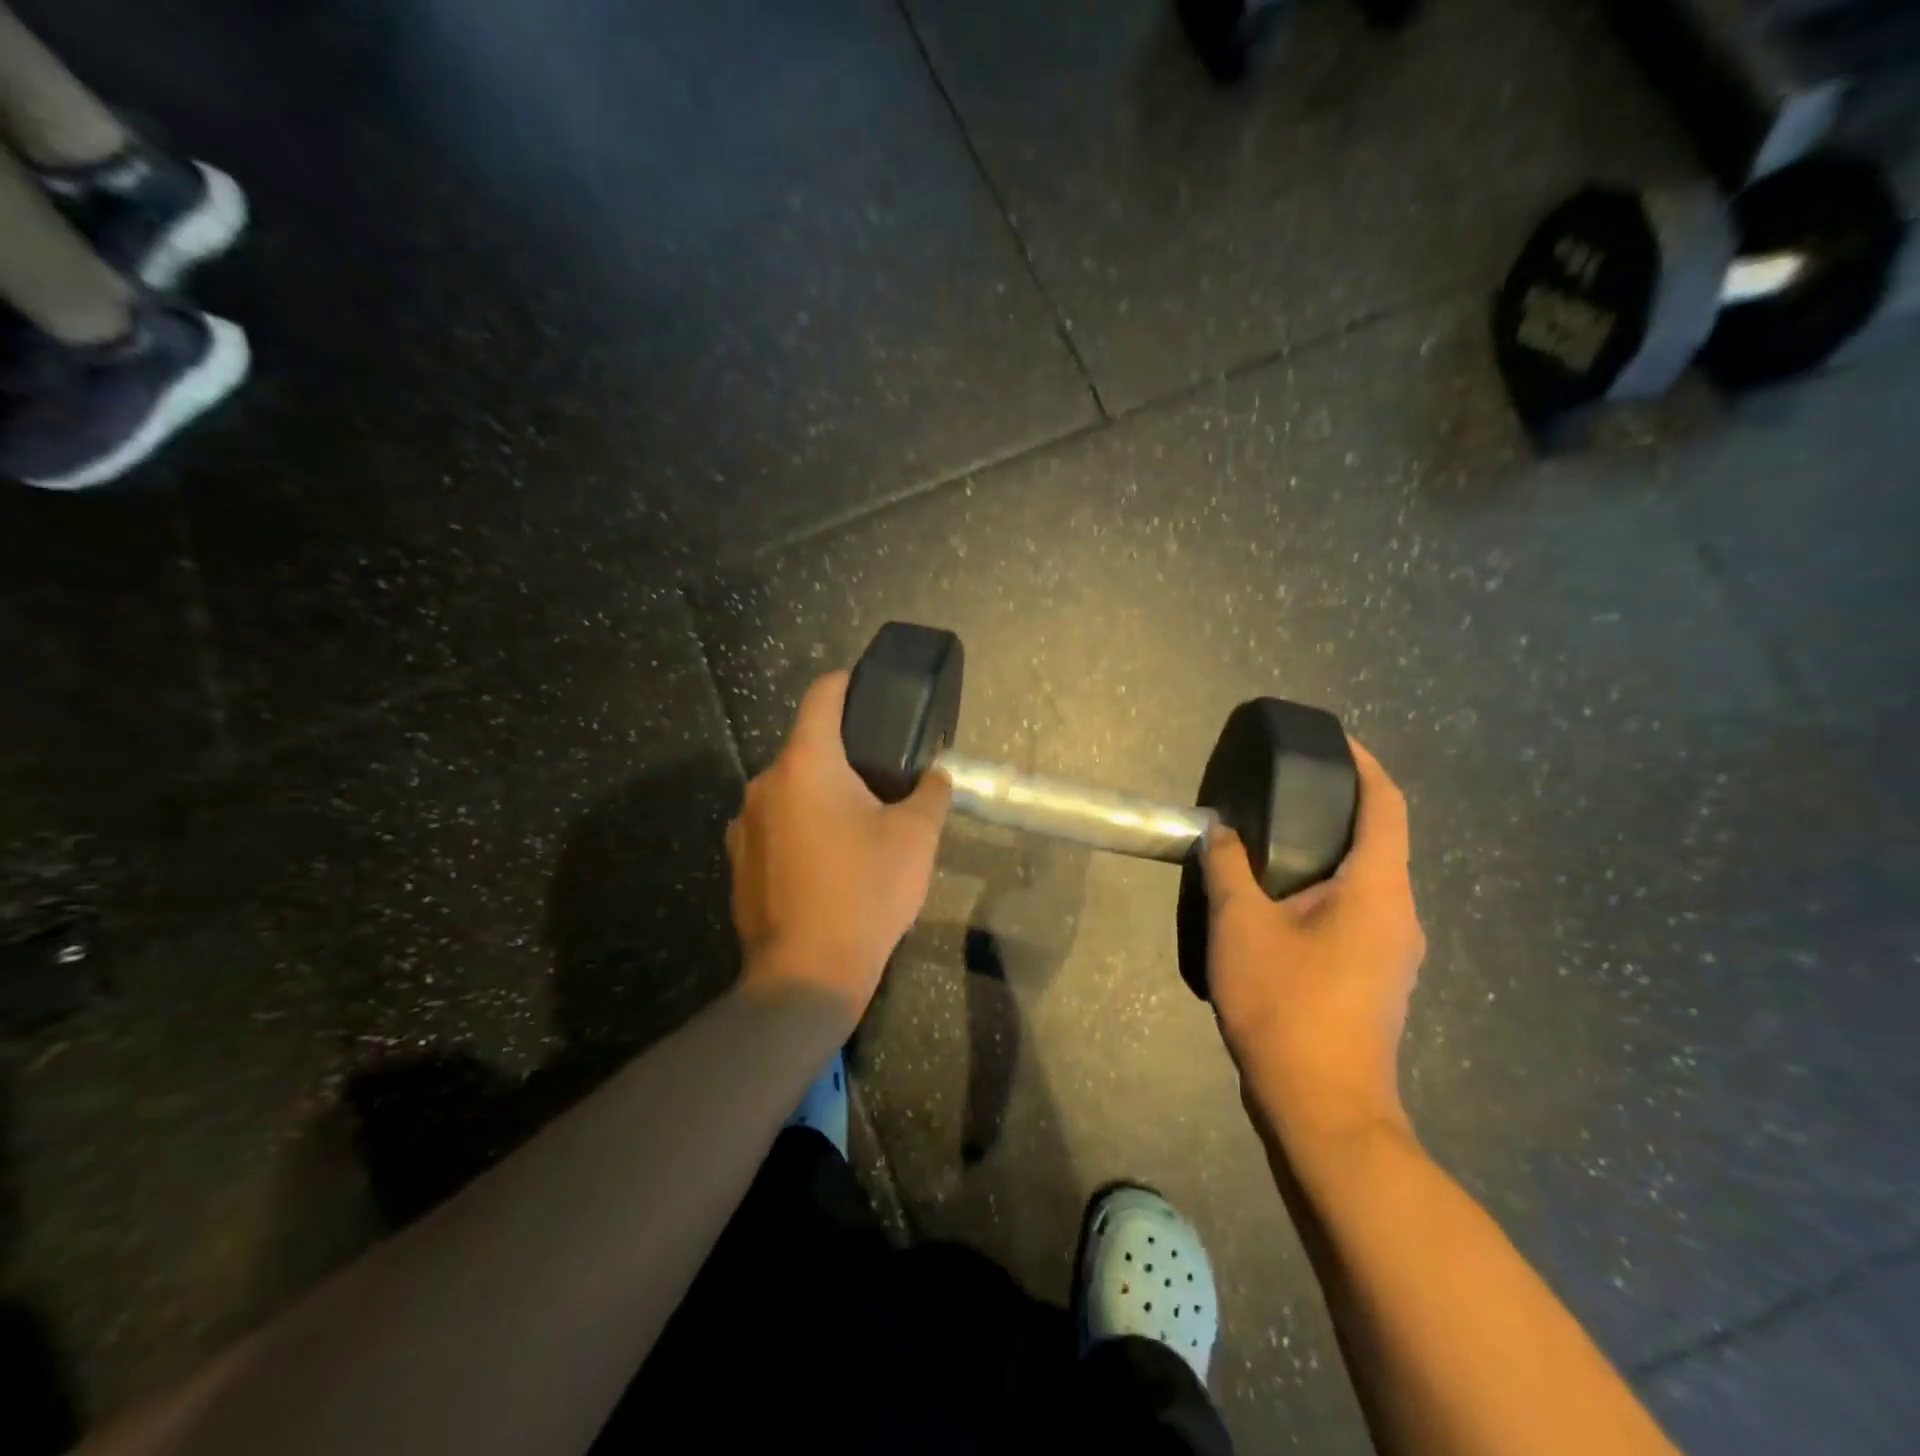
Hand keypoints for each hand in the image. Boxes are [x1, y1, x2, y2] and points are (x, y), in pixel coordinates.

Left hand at [728, 670, 951, 1025]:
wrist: (807, 974)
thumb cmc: (865, 892)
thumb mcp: (916, 838)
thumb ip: (930, 793)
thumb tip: (935, 774)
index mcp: (806, 764)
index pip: (822, 696)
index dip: (847, 683)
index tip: (870, 689)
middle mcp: (765, 783)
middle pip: (807, 747)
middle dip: (844, 754)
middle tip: (883, 776)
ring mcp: (744, 824)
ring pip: (790, 789)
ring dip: (821, 795)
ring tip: (858, 824)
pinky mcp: (738, 861)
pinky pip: (775, 825)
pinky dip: (800, 828)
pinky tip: (826, 862)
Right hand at [1201, 738, 1424, 1145]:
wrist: (1323, 1109)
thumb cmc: (1286, 1005)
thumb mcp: (1240, 926)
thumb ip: (1229, 868)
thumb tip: (1222, 831)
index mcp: (1379, 890)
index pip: (1387, 806)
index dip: (1366, 765)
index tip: (1335, 740)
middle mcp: (1400, 915)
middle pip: (1380, 842)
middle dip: (1339, 809)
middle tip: (1283, 792)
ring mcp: (1393, 953)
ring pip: (1365, 882)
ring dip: (1326, 855)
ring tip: (1271, 844)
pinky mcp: (1375, 980)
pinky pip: (1355, 914)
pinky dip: (1323, 891)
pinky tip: (1277, 904)